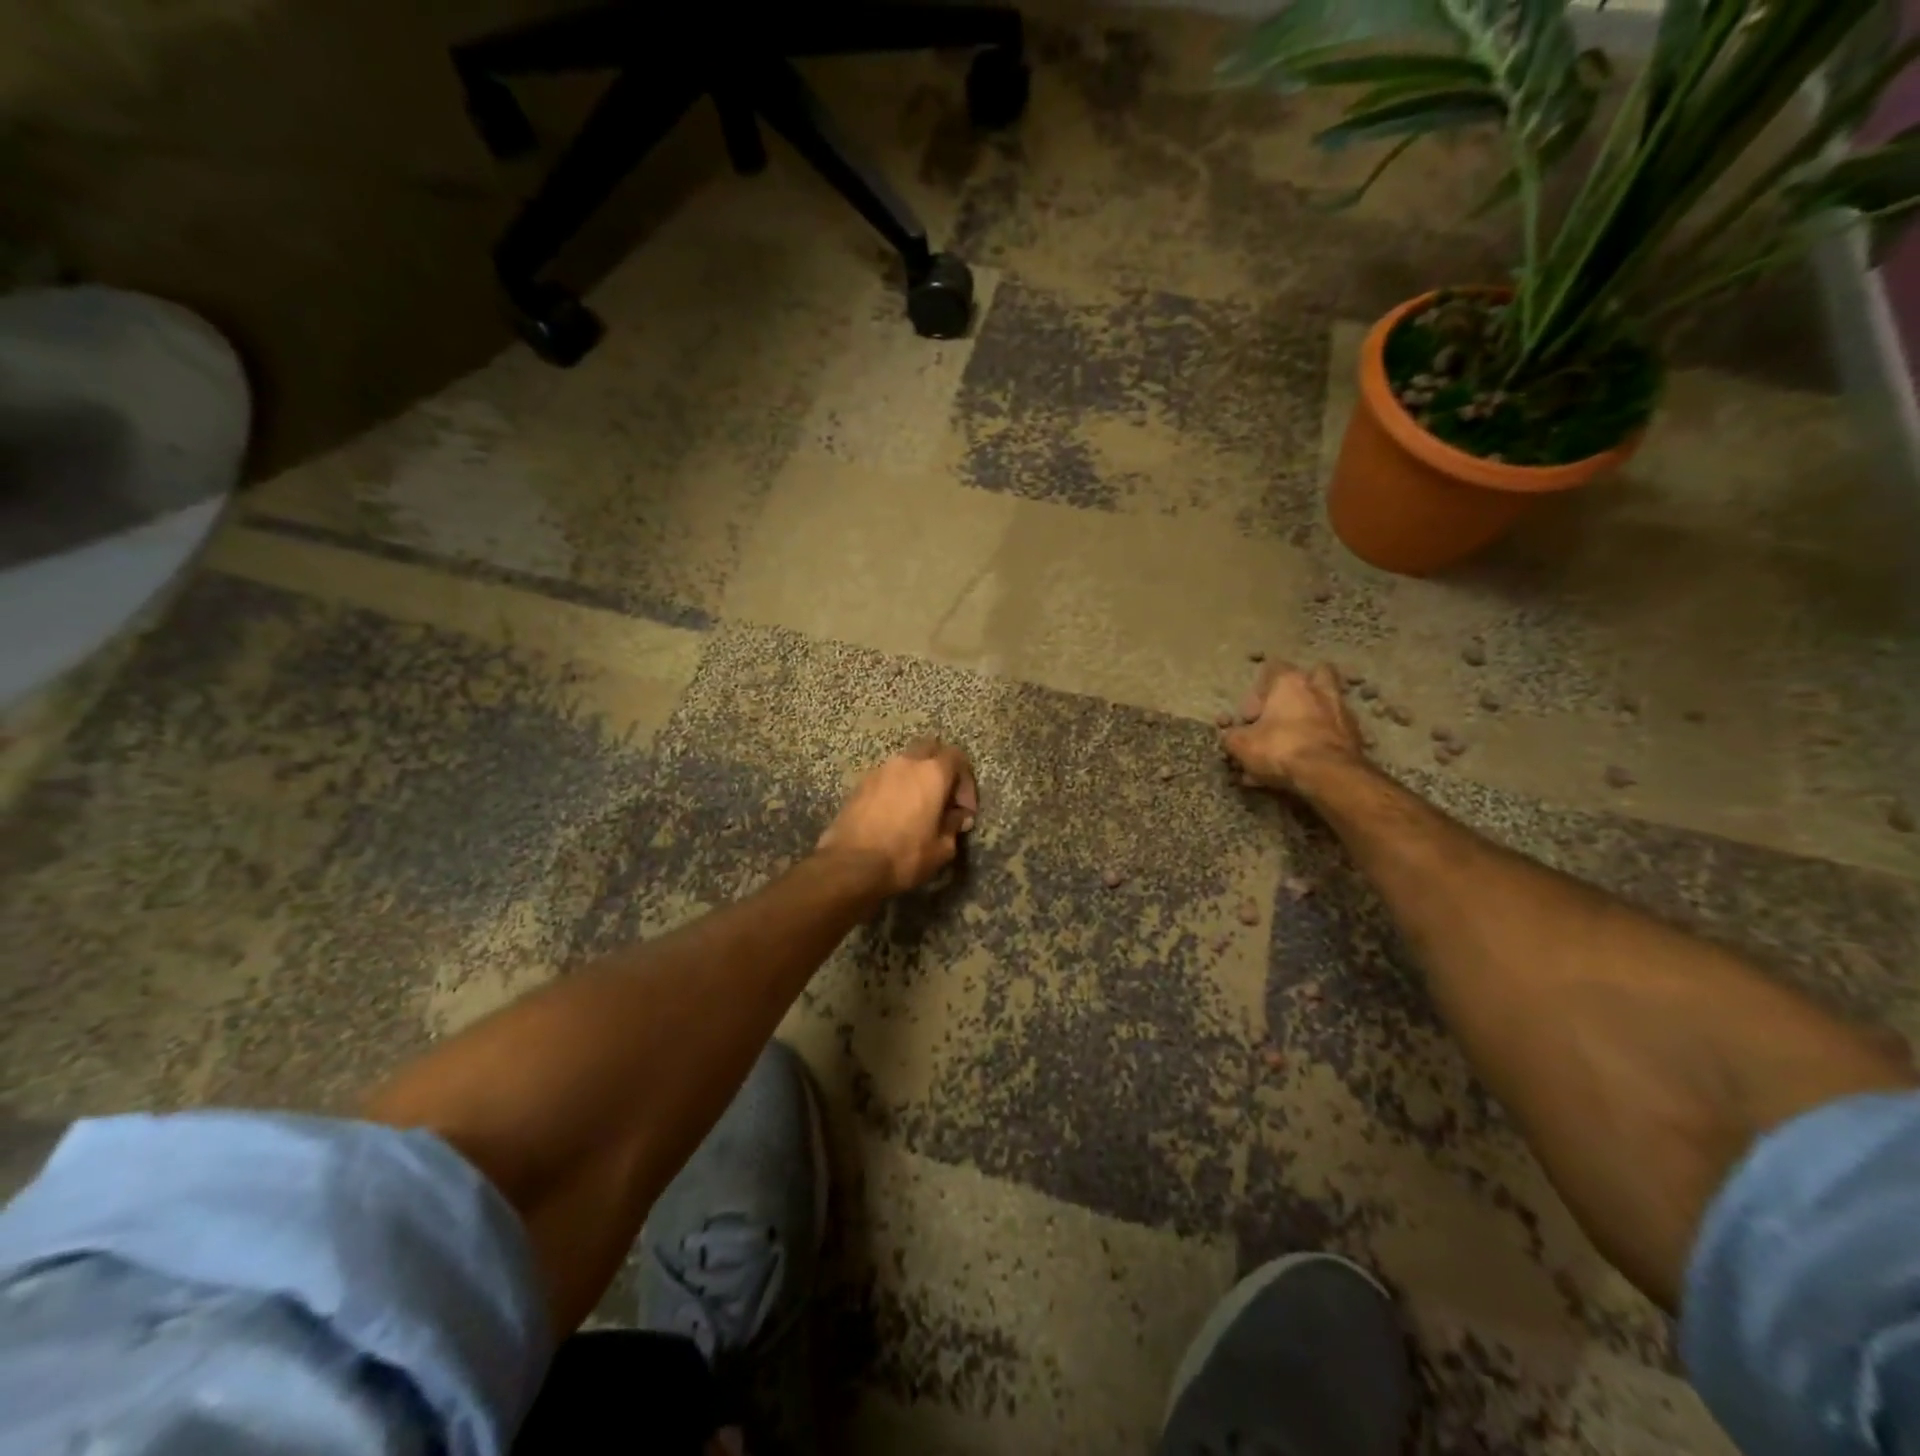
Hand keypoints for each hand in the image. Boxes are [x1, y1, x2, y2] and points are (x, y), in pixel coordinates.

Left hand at [816, 737, 978, 895]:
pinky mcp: (860, 785)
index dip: (966, 781)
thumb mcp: (942, 848)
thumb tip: (958, 817)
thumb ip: (954, 826)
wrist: (851, 865)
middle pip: (930, 749)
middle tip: (944, 799)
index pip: (957, 757)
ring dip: (917, 779)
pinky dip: (896, 789)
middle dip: (941, 769)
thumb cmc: (905, 855)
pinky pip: (886, 778)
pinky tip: (895, 815)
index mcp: (932, 773)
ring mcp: (879, 771)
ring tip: (919, 809)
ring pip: (906, 763)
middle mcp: (906, 762)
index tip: (964, 809)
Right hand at [1221, 661, 1364, 791]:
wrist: (1328, 775)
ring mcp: (1342, 711)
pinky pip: (1330, 733)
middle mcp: (1319, 689)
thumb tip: (1230, 736)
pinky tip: (1304, 764)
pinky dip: (1318, 744)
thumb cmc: (1280, 748)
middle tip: (1280, 715)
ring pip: (1323, 707)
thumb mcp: (1241, 745)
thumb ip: (1232, 736)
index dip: (1256, 692)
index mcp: (1290, 682)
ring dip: (1308, 722)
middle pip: (1312, 677)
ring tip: (1289, 747)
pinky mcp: (1355, 737)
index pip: (1272, 668)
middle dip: (1297, 693)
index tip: (1249, 717)